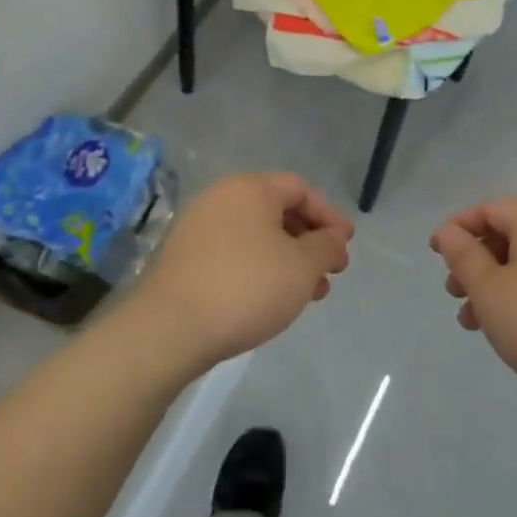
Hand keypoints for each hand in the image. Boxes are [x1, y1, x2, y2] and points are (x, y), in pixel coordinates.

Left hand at [129, 172, 353, 372]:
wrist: (170, 327)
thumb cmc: (245, 287)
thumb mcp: (301, 267)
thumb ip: (326, 247)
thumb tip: (333, 240)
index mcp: (250, 188)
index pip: (299, 188)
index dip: (329, 215)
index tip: (346, 245)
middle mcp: (221, 198)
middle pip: (277, 210)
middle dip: (309, 241)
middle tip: (330, 272)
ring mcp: (198, 226)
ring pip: (256, 235)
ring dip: (287, 259)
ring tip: (307, 294)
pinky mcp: (184, 257)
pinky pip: (233, 252)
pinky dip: (259, 268)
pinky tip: (270, 299)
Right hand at [431, 197, 516, 415]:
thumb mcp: (489, 291)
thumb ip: (463, 256)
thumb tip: (449, 232)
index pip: (487, 209)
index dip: (456, 230)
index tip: (436, 257)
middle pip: (508, 234)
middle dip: (476, 262)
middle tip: (455, 294)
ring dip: (496, 285)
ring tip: (476, 323)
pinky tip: (514, 330)